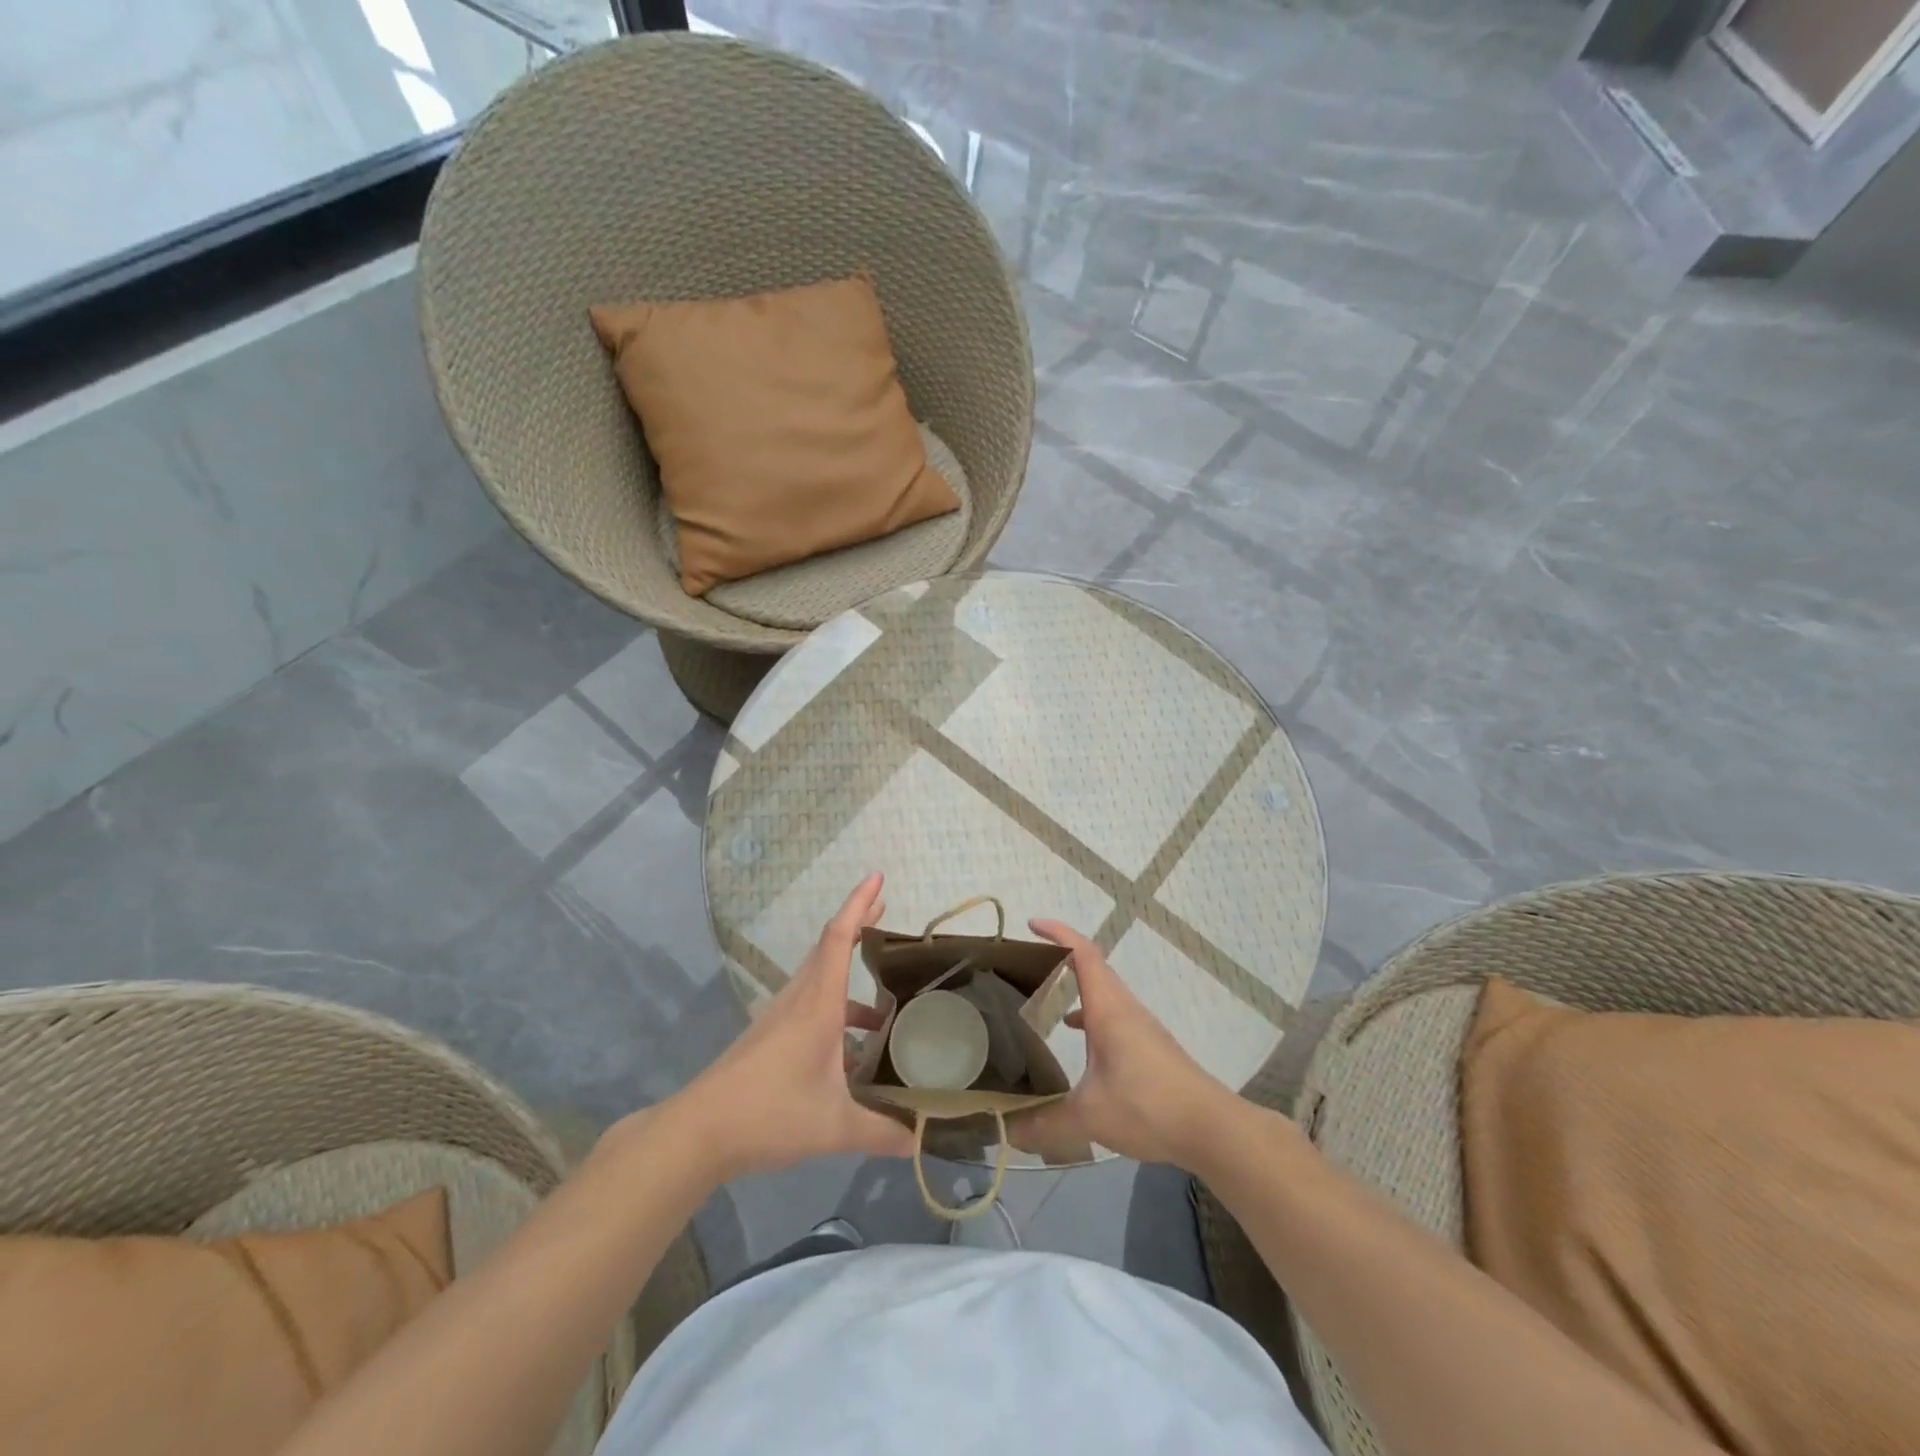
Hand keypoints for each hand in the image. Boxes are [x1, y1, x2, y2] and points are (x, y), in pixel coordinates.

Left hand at [667, 873, 916, 1181]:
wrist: (699, 1131)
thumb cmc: (769, 1114)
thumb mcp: (835, 1127)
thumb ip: (884, 1132)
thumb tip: (927, 1139)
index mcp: (818, 1005)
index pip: (840, 937)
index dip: (859, 904)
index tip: (877, 876)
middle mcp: (799, 1000)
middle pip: (829, 946)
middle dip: (858, 923)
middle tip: (885, 908)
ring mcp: (780, 1017)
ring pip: (819, 976)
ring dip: (847, 967)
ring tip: (882, 989)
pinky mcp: (769, 1036)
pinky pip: (810, 1003)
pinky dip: (837, 1006)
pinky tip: (853, 1045)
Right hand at [1010, 919, 1233, 1168]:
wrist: (1210, 1127)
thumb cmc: (1148, 1106)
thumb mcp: (1089, 1116)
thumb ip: (1045, 1122)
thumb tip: (1008, 1132)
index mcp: (1108, 1008)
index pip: (1082, 953)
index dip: (1058, 933)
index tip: (1032, 924)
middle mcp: (1124, 1008)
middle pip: (1091, 967)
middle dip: (1059, 958)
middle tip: (1025, 965)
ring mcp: (1139, 1027)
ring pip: (1102, 993)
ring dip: (1074, 988)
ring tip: (1042, 1000)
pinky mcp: (1148, 1047)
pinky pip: (1111, 1016)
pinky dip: (1088, 1016)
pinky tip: (1076, 1040)